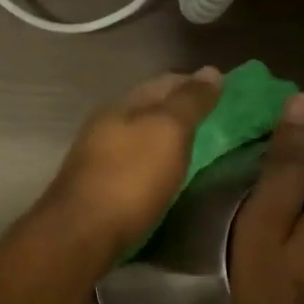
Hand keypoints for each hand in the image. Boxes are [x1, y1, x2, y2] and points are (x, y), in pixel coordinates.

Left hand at [37, 68, 222, 262]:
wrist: (81, 233)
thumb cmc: (130, 177)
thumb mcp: (168, 131)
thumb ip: (189, 102)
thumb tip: (210, 70)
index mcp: (121, 105)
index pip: (163, 83)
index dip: (192, 83)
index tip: (222, 89)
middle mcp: (105, 127)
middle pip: (147, 109)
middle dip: (177, 110)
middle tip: (212, 119)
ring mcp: (96, 159)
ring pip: (137, 138)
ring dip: (163, 139)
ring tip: (193, 147)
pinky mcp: (95, 190)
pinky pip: (131, 166)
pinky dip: (152, 164)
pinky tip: (164, 176)